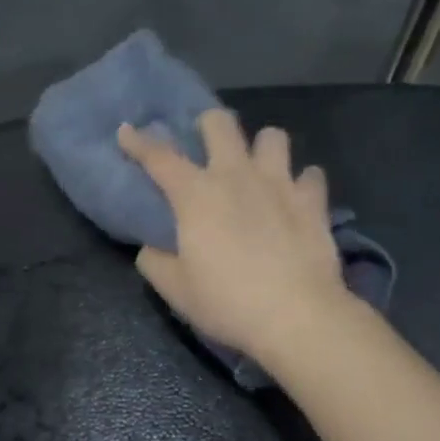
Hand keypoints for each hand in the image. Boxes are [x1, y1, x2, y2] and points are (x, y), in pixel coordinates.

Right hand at [118, 110, 348, 361]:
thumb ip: (155, 262)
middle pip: (221, 123)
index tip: (126, 132)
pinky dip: (302, 183)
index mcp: (196, 195)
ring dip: (261, 148)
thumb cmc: (227, 302)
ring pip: (273, 137)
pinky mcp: (314, 202)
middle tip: (206, 143)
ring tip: (258, 169)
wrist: (296, 316)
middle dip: (208, 124)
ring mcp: (280, 184)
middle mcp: (237, 176)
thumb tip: (151, 248)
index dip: (138, 142)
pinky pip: (311, 175)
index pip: (159, 157)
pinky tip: (296, 199)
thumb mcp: (176, 290)